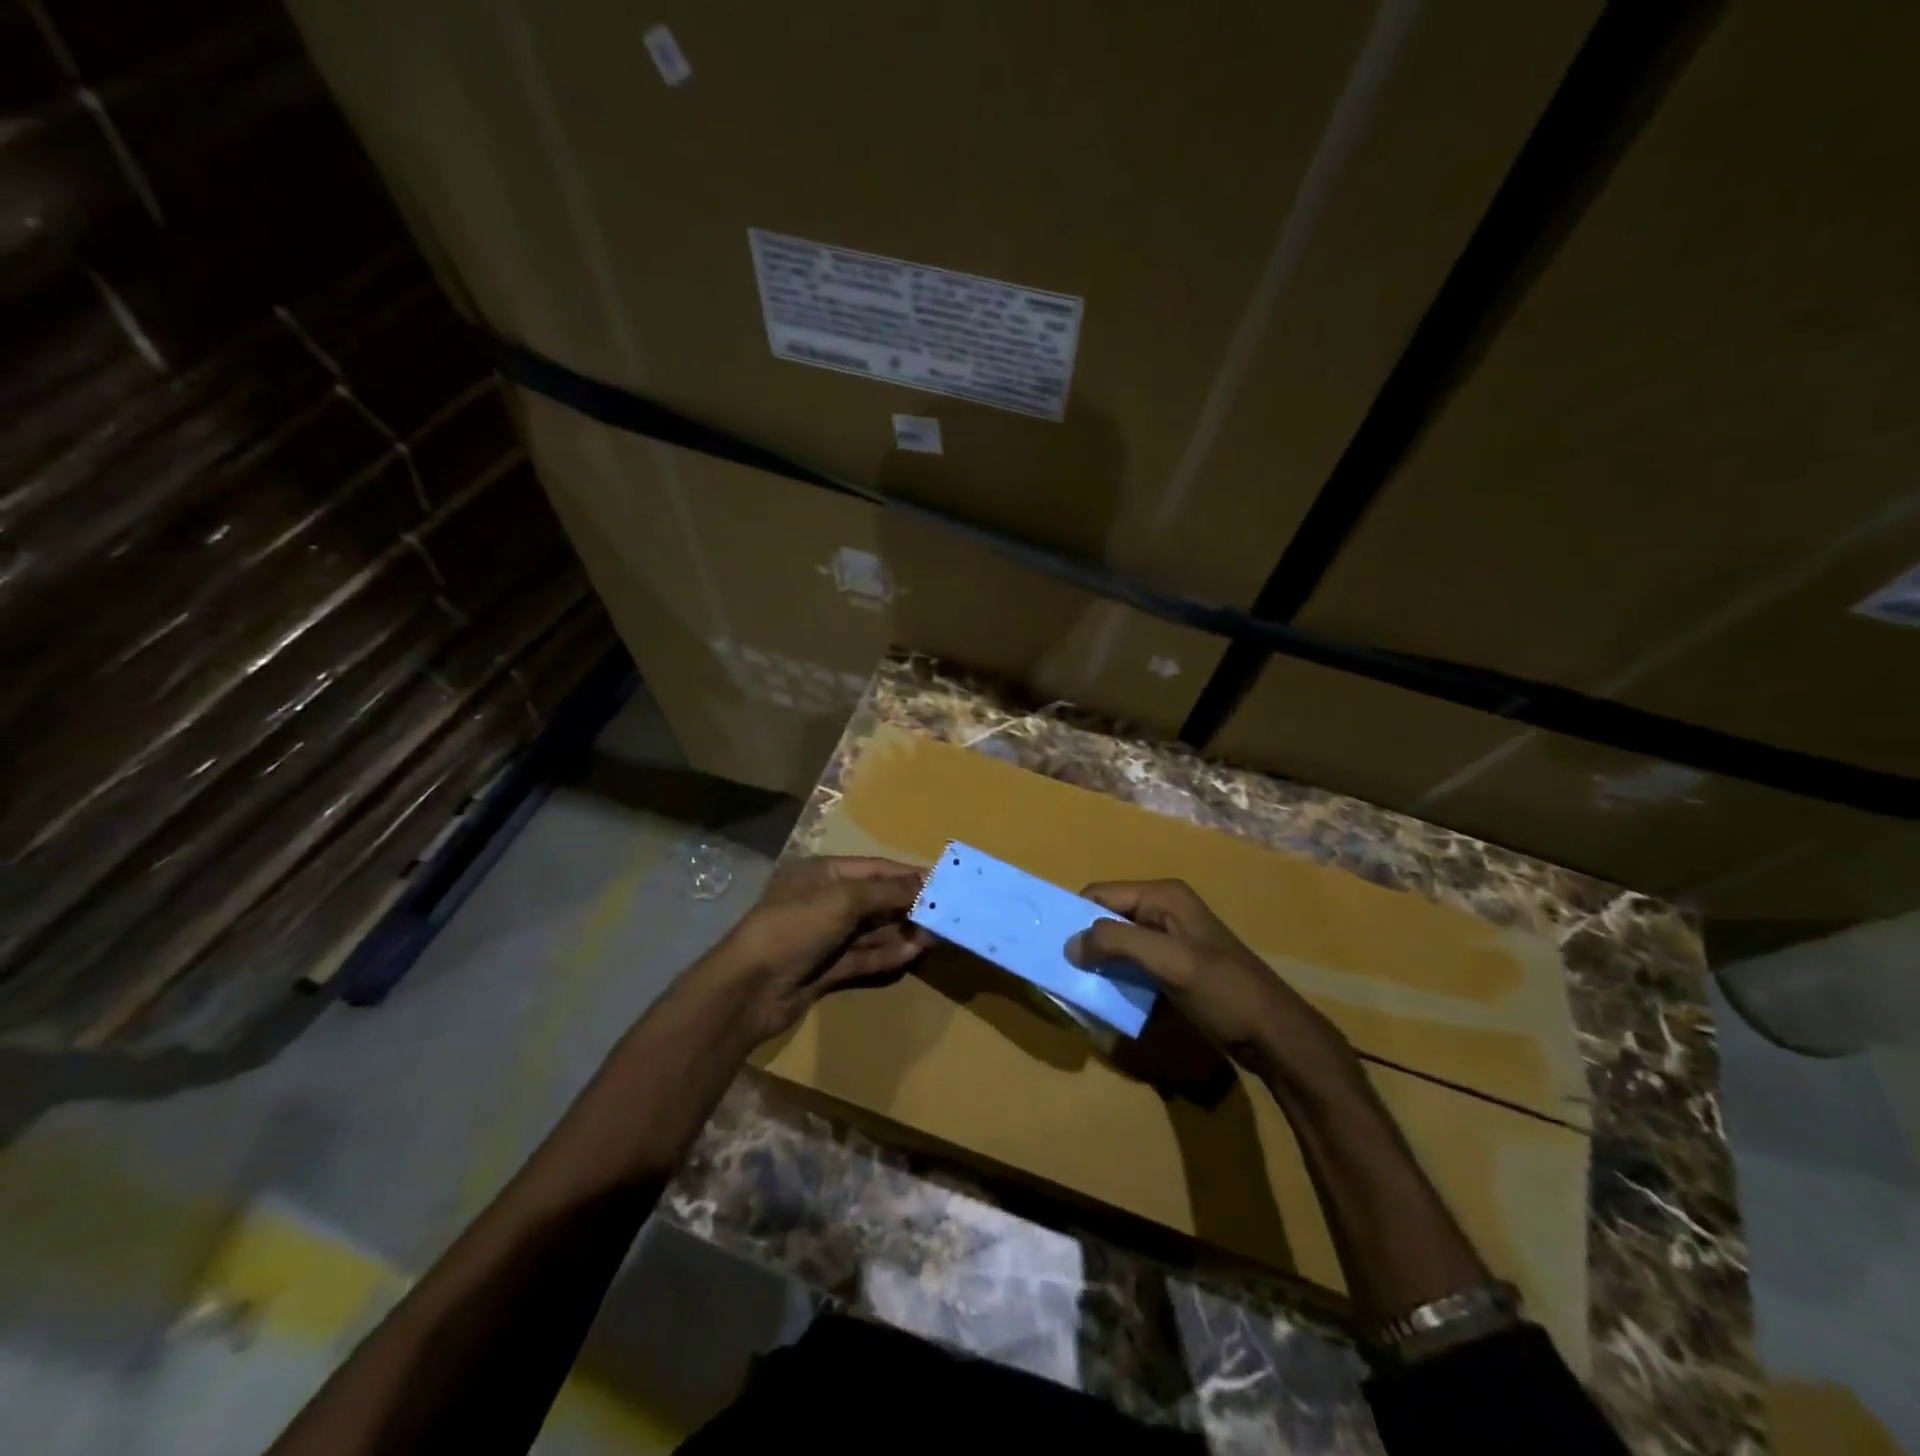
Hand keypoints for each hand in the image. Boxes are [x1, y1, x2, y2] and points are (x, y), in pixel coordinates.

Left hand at [699, 856, 931, 1043]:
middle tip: (944, 914)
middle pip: (876, 899)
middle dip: (909, 905)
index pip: (875, 868)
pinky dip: (887, 954)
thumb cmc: (795, 928)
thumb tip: (925, 882)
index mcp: (823, 874)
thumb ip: (887, 892)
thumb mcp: (843, 900)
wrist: (749, 989)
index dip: (908, 875)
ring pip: (873, 930)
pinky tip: (912, 954)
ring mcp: (826, 937)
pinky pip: (864, 957)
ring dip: (902, 932)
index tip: (943, 882)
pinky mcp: (827, 968)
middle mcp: (825, 901)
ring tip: (934, 936)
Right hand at [1065, 879, 1359, 1097]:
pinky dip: (1117, 974)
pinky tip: (1109, 995)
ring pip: (1118, 941)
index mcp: (1163, 896)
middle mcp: (1164, 908)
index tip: (1055, 949)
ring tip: (1081, 985)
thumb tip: (1069, 944)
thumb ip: (1117, 944)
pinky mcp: (1175, 964)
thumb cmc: (1223, 991)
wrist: (1275, 1033)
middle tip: (1065, 971)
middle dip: (1086, 941)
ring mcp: (1171, 937)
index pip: (1100, 894)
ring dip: (1100, 961)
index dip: (1076, 918)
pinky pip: (1133, 961)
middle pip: (1108, 916)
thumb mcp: (1169, 962)